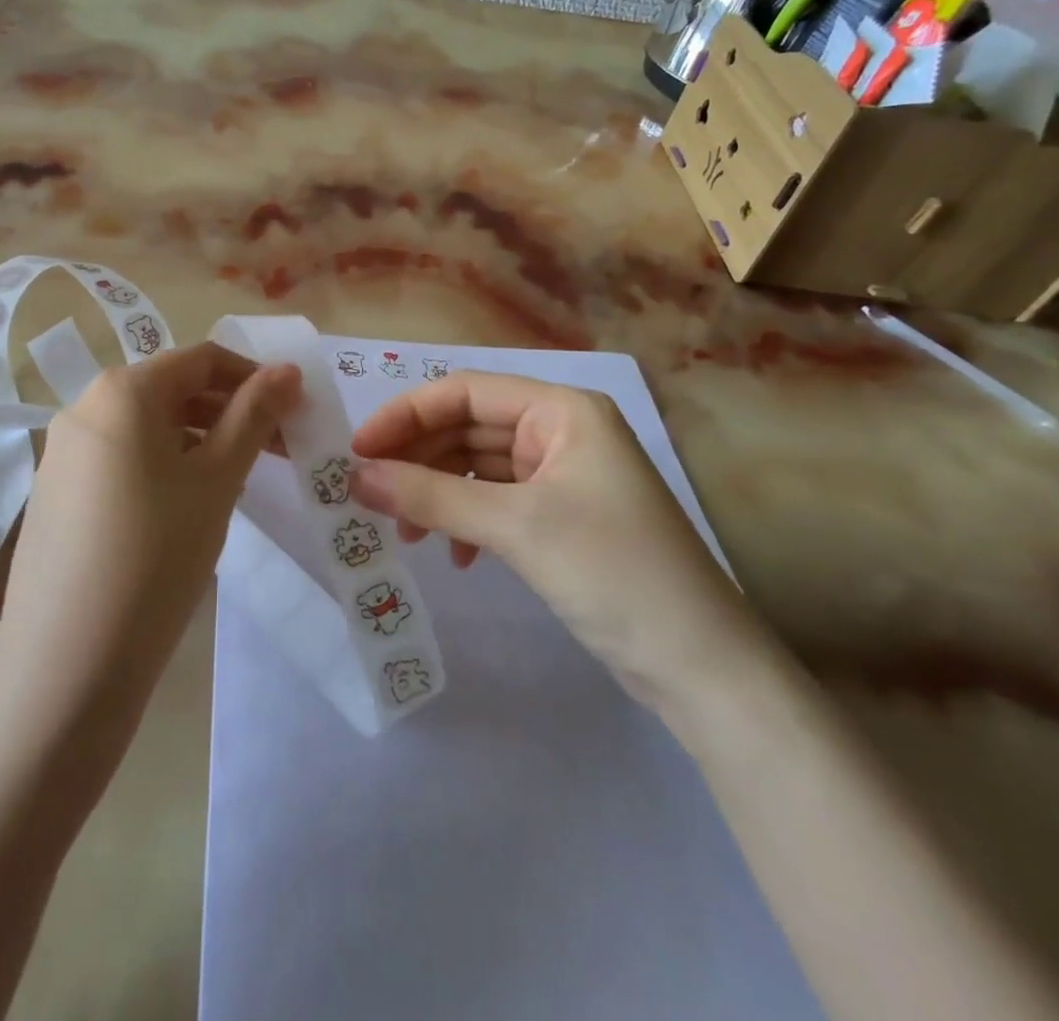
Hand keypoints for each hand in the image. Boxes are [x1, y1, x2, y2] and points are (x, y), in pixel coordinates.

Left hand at [0, 343, 299, 708]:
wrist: (67, 665)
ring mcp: (63, 452)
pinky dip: (164, 465)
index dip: (255, 377)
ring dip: (201, 440)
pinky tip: (187, 507)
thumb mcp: (218, 479)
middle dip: (231, 411)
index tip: (293, 410)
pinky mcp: (55, 493)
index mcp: (122, 391)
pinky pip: (122, 459)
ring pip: (148, 427)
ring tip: (240, 478)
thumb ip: (254, 415)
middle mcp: (84, 408)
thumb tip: (287, 370)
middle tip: (278, 448)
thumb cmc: (157, 555)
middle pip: (173, 390)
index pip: (202, 359)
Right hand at [349, 372, 770, 713]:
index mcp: (563, 410)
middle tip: (370, 495)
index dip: (406, 415)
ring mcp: (564, 476)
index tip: (358, 451)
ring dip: (438, 493)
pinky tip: (456, 556)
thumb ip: (431, 495)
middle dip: (419, 459)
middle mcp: (563, 431)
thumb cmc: (612, 571)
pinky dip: (467, 521)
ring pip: (479, 466)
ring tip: (408, 532)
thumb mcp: (515, 526)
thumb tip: (357, 477)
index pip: (466, 391)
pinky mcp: (562, 517)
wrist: (701, 667)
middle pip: (469, 427)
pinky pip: (497, 501)